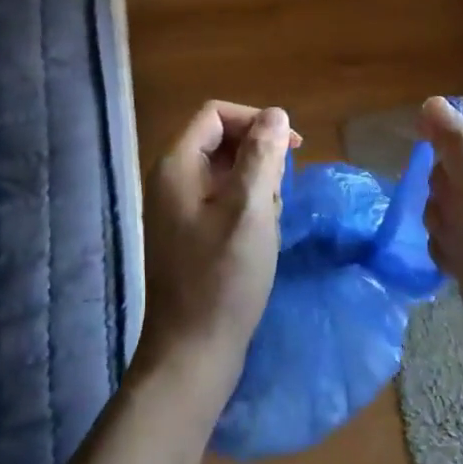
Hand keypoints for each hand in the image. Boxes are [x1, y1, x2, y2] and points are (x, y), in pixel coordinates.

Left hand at [138, 101, 297, 400]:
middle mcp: (170, 180)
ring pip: (226, 174)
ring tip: (268, 225)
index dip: (255, 121)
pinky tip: (259, 241)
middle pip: (221, 141)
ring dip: (256, 189)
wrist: (193, 349)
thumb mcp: (250, 209)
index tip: (292, 148)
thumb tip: (275, 114)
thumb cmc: (224, 277)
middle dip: (259, 159)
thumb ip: (262, 155)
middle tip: (279, 197)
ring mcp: (176, 209)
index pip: (216, 114)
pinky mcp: (188, 233)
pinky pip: (222, 202)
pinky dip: (246, 210)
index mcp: (176, 165)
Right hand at [420, 95, 462, 378]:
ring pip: (461, 185)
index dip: (454, 119)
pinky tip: (457, 262)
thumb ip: (456, 147)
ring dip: (446, 213)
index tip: (420, 142)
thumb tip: (434, 103)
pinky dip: (453, 236)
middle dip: (448, 180)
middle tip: (450, 210)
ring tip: (456, 244)